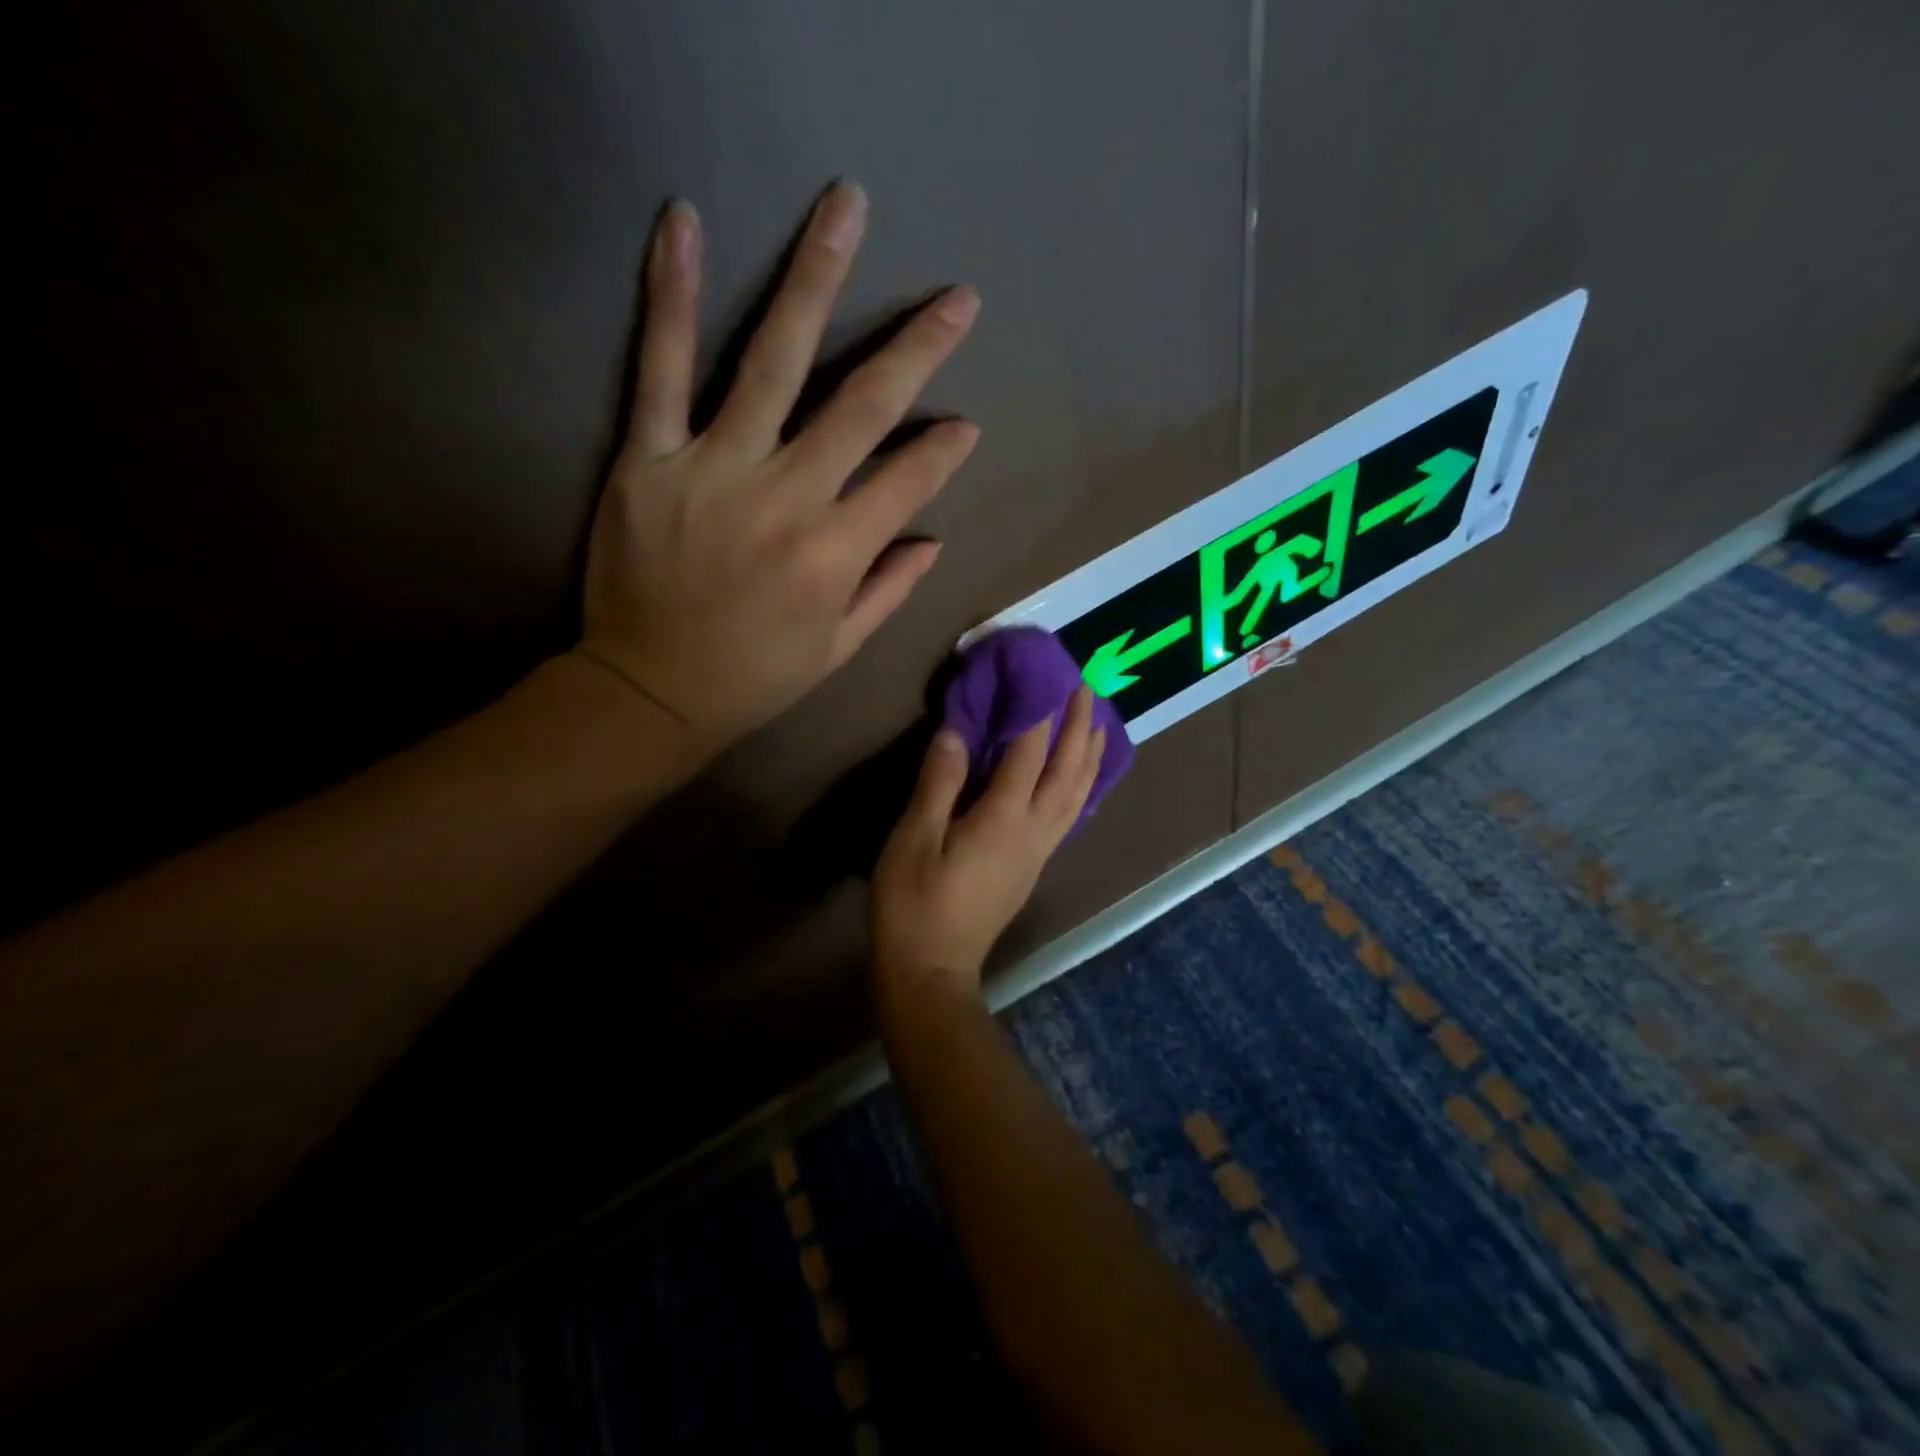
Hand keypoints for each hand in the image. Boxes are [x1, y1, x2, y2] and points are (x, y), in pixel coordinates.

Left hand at [575, 182, 980, 746]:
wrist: (649, 689)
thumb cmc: (754, 677)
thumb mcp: (837, 648)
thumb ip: (889, 589)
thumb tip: (933, 538)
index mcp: (837, 552)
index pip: (909, 479)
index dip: (943, 449)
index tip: (964, 425)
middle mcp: (788, 497)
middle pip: (862, 404)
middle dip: (918, 348)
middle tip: (958, 299)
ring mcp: (715, 467)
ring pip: (773, 360)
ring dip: (815, 279)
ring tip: (846, 207)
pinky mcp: (649, 456)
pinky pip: (661, 368)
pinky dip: (672, 295)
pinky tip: (684, 224)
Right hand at [872, 687, 1105, 998]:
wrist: (933, 970)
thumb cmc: (913, 903)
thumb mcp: (912, 839)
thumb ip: (938, 783)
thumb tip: (956, 731)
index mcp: (1003, 819)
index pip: (1029, 753)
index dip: (1038, 711)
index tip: (1046, 674)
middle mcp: (1034, 831)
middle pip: (1068, 771)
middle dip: (1079, 726)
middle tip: (1086, 687)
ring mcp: (1039, 851)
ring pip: (1077, 794)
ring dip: (1090, 755)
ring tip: (1098, 722)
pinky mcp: (1035, 866)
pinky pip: (1070, 813)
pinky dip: (1082, 785)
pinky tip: (1080, 777)